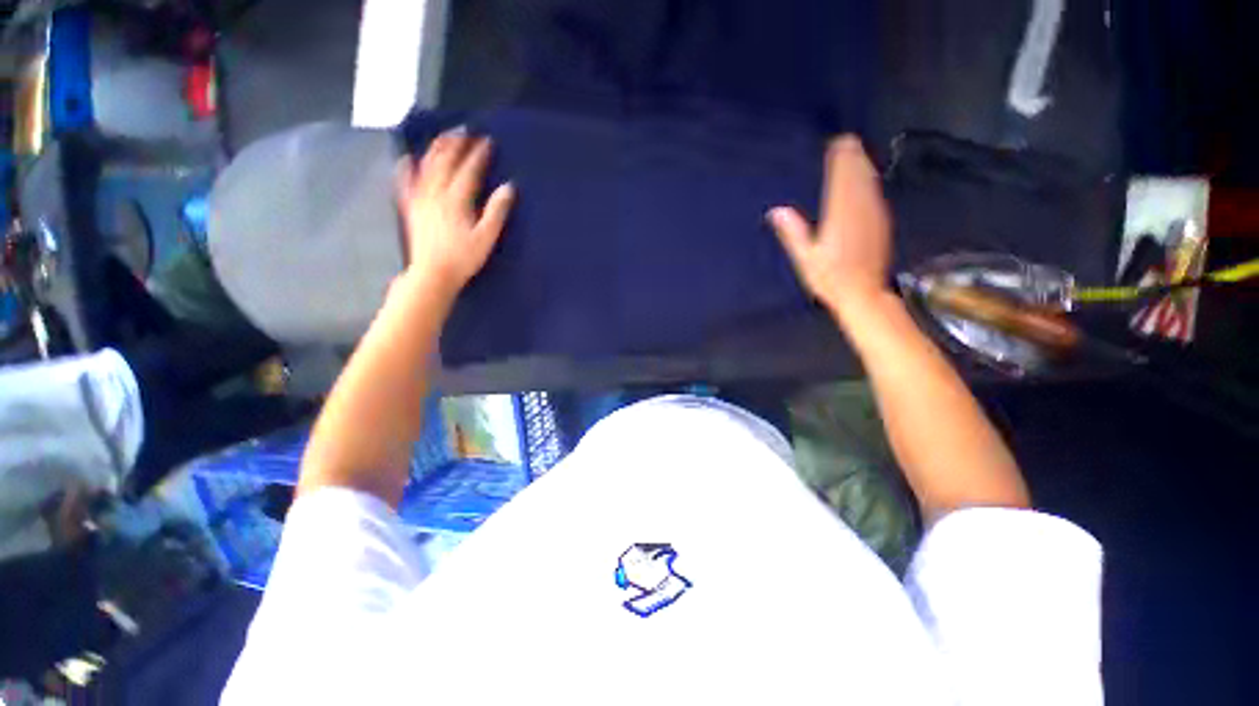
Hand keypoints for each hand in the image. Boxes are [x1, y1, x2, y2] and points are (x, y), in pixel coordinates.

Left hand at [396, 128, 515, 301]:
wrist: (433, 273)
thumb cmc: (463, 258)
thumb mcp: (486, 237)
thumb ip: (496, 211)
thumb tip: (508, 188)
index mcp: (456, 199)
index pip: (469, 170)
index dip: (478, 154)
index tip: (487, 141)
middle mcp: (435, 193)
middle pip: (445, 161)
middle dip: (456, 144)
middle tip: (465, 130)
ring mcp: (420, 199)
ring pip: (426, 166)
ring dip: (436, 149)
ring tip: (445, 136)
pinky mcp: (411, 208)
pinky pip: (406, 183)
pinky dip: (406, 168)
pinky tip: (407, 158)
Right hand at [768, 135, 891, 318]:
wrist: (862, 293)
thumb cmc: (829, 278)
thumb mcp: (805, 257)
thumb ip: (793, 232)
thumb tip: (776, 211)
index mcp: (839, 216)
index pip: (841, 180)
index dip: (841, 160)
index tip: (838, 142)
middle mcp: (860, 210)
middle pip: (857, 177)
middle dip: (853, 158)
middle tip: (847, 140)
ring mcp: (874, 216)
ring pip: (869, 184)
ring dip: (863, 167)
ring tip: (857, 153)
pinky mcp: (881, 224)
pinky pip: (875, 195)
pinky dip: (870, 182)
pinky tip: (868, 179)